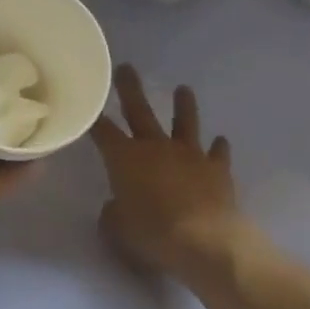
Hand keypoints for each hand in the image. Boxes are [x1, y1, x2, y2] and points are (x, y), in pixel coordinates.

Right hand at [90, 65, 241, 281]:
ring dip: (183, 106)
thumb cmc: (151, 233)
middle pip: (140, 111)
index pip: (103, 131)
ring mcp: (190, 155)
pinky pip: (217, 153)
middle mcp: (156, 148)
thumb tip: (117, 204)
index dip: (94, 118)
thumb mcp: (117, 227)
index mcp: (124, 158)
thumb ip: (113, 211)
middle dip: (130, 89)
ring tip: (183, 89)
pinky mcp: (217, 169)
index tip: (89, 103)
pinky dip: (218, 148)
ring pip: (185, 122)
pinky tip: (220, 142)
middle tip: (126, 67)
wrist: (204, 241)